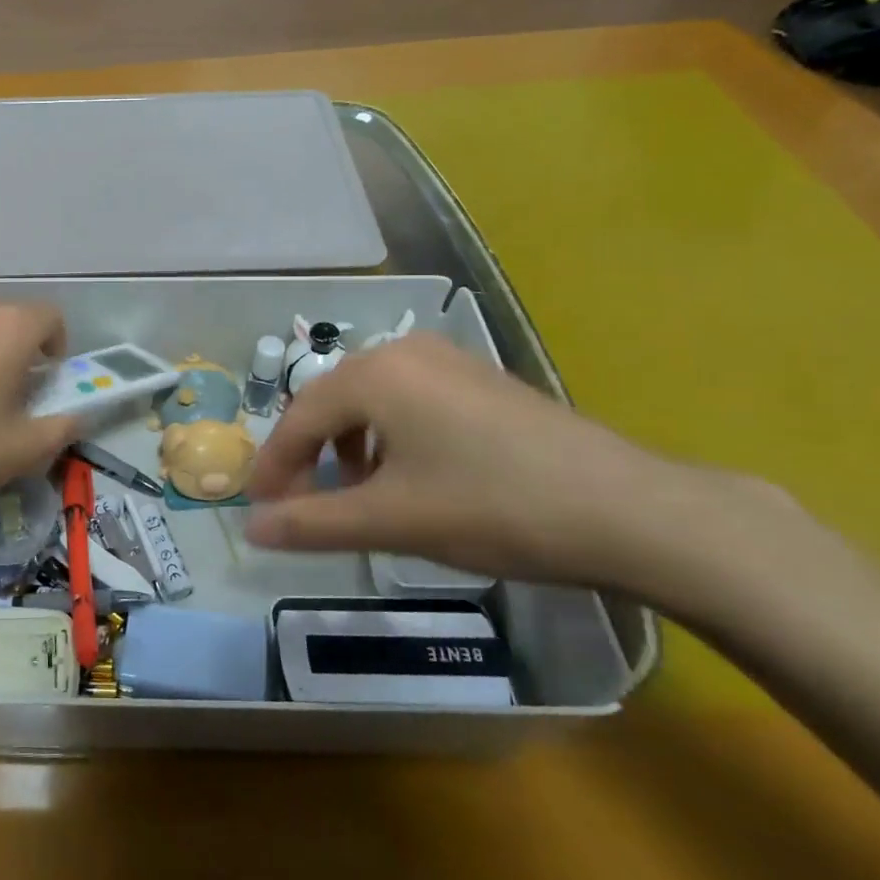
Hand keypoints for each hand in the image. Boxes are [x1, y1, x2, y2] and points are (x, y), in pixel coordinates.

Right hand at [245, 334, 749, 594]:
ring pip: (370, 400)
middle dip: (310, 456)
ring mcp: (447, 360)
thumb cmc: (492, 507)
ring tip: (358, 495)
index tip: (260, 510)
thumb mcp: (391, 520)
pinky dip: (388, 435)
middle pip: (331, 402)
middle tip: (302, 505)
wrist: (628, 510)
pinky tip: (410, 475)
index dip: (274, 467)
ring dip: (349, 446)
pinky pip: (408, 399)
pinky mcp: (479, 378)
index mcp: (373, 374)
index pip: (299, 418)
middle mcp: (403, 351)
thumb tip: (251, 529)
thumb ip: (312, 523)